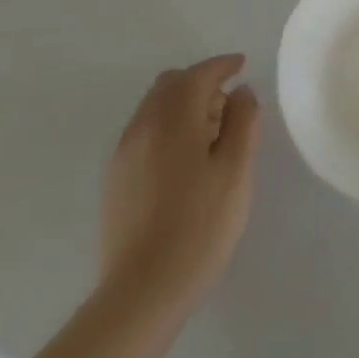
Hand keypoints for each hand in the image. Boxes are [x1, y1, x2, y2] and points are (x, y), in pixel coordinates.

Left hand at [99, 54, 260, 312]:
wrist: (142, 292)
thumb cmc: (200, 227)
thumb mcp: (236, 171)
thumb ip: (243, 121)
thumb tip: (240, 92)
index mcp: (173, 118)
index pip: (198, 74)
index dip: (222, 65)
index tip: (242, 65)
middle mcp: (142, 126)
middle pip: (170, 84)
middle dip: (200, 82)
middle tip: (228, 105)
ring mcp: (124, 153)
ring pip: (154, 107)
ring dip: (183, 105)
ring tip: (210, 135)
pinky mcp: (115, 179)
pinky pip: (144, 132)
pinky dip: (167, 127)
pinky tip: (184, 160)